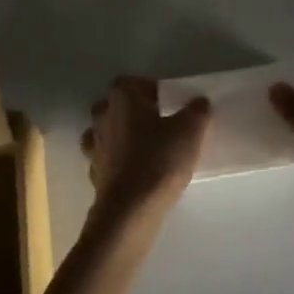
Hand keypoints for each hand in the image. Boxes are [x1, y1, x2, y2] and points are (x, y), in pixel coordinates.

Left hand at [81, 76, 211, 224]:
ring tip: (146, 148)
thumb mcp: (190, 131)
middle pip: (113, 106)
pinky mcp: (94, 176)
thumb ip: (196, 111)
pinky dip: (117, 163)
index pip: (126, 82)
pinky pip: (105, 160)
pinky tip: (136, 173)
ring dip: (121, 137)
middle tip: (156, 123)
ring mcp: (94, 148)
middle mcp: (103, 118)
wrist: (130, 211)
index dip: (144, 88)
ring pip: (105, 133)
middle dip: (131, 112)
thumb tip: (199, 102)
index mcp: (122, 99)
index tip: (164, 101)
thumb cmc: (159, 160)